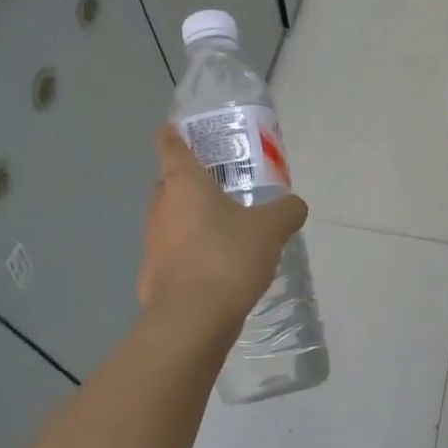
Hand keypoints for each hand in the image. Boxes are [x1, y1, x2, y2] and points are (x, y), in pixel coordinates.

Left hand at [138, 124, 307, 326]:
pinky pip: (172, 256)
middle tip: (216, 186)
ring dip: (190, 222)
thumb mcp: (271, 230)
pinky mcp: (152, 278)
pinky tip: (215, 270)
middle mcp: (161, 209)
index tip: (173, 128)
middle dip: (186, 183)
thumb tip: (295, 205)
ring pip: (169, 222)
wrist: (192, 319)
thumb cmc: (228, 258)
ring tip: (223, 232)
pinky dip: (189, 256)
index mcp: (184, 185)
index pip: (170, 147)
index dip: (172, 135)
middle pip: (168, 185)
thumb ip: (286, 211)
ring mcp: (152, 245)